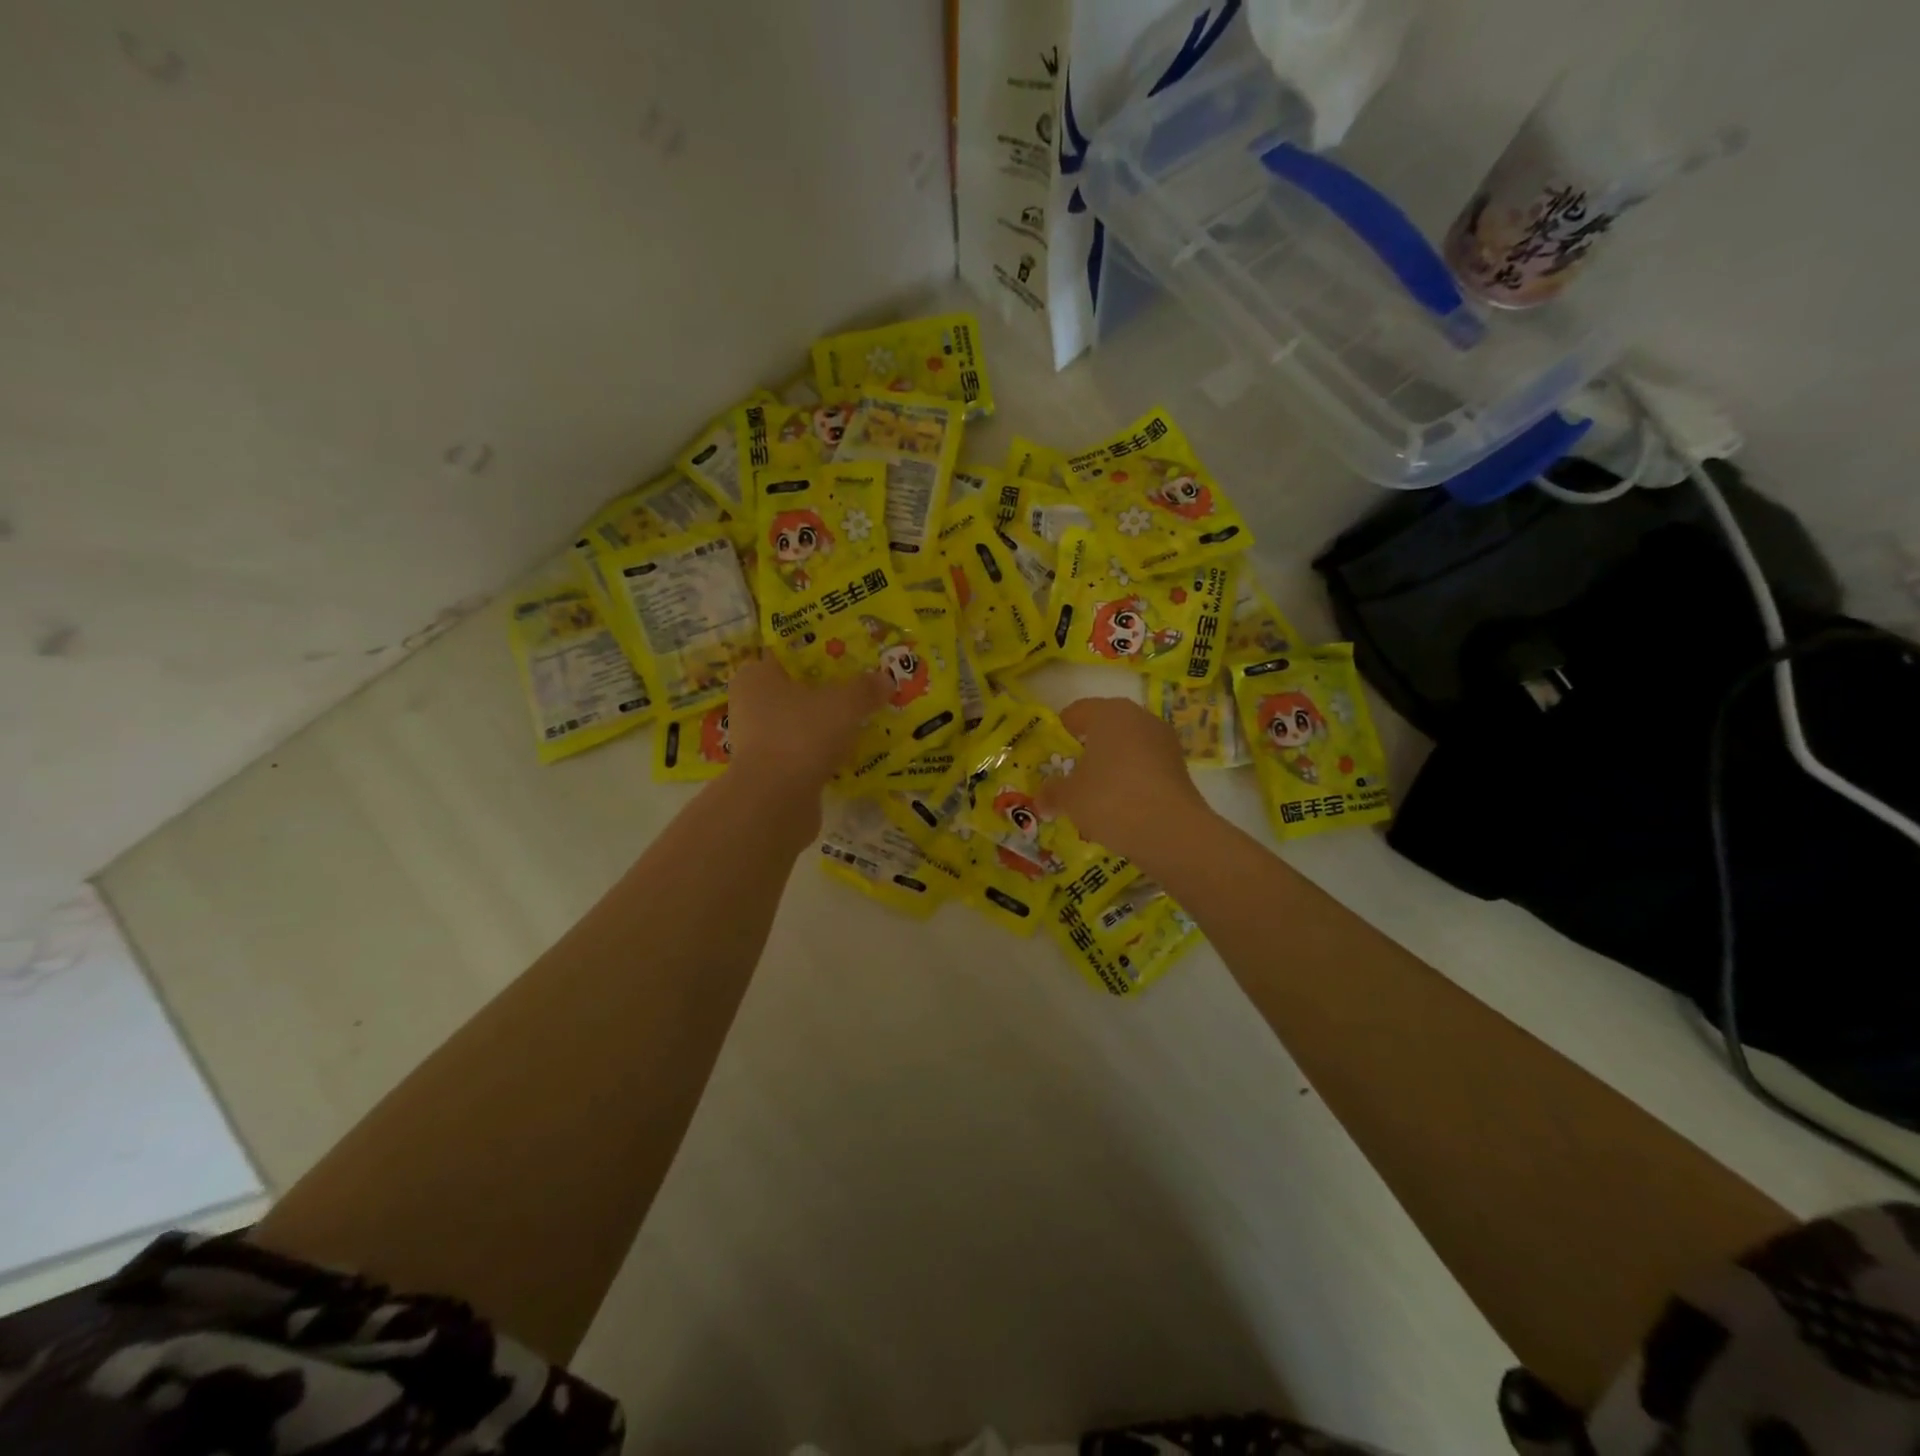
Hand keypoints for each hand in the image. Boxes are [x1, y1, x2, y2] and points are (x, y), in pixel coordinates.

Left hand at [725, 655, 889, 793]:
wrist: (775, 801)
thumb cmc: (801, 734)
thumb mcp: (844, 704)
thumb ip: (865, 689)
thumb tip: (887, 679)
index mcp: (756, 676)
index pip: (788, 654)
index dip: (820, 653)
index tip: (849, 656)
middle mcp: (750, 704)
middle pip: (796, 690)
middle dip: (827, 691)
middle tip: (862, 689)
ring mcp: (757, 741)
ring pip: (800, 723)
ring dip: (826, 724)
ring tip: (862, 721)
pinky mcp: (769, 771)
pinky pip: (803, 752)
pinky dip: (822, 752)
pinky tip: (849, 753)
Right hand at [1040, 697, 1214, 862]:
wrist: (1171, 831)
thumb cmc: (1110, 799)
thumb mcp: (1069, 797)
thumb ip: (1052, 792)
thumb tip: (1041, 799)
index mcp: (1109, 713)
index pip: (1076, 712)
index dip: (1060, 732)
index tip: (1050, 755)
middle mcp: (1140, 718)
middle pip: (1105, 728)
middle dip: (1087, 749)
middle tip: (1070, 774)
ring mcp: (1164, 741)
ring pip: (1127, 748)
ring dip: (1111, 766)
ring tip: (1095, 795)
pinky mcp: (1179, 767)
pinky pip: (1145, 767)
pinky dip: (1131, 780)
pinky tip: (1121, 806)